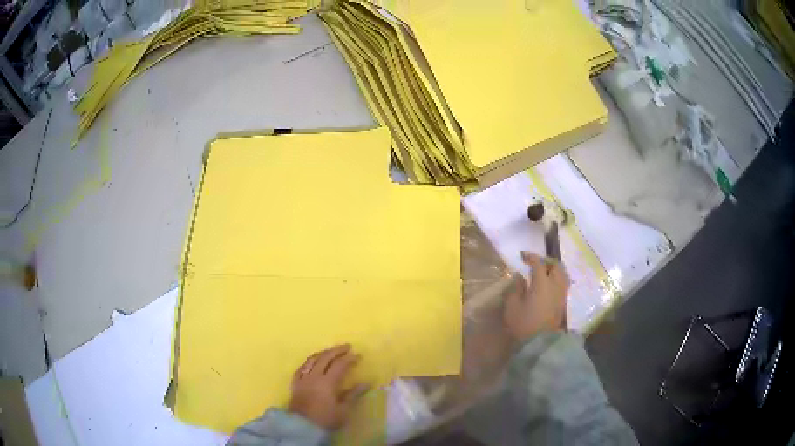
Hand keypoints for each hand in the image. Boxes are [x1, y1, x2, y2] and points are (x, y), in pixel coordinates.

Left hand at [289, 344, 367, 429]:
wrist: (302, 426)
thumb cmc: (325, 419)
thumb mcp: (343, 410)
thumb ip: (353, 395)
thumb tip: (366, 383)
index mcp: (328, 382)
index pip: (340, 365)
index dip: (349, 359)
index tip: (358, 355)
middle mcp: (314, 376)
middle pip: (325, 358)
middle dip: (336, 350)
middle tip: (346, 347)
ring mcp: (303, 378)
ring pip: (312, 359)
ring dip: (323, 353)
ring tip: (331, 351)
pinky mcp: (295, 382)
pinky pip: (302, 367)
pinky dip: (310, 361)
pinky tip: (313, 362)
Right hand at [504, 251, 569, 341]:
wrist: (540, 343)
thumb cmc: (523, 324)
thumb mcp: (512, 306)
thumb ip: (515, 288)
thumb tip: (519, 277)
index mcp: (542, 283)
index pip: (538, 263)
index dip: (530, 257)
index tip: (522, 255)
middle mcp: (555, 285)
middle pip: (556, 266)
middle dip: (546, 261)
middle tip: (536, 263)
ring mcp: (561, 294)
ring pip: (562, 275)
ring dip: (554, 270)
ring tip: (545, 273)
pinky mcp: (563, 303)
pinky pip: (563, 284)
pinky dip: (557, 280)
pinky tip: (550, 285)